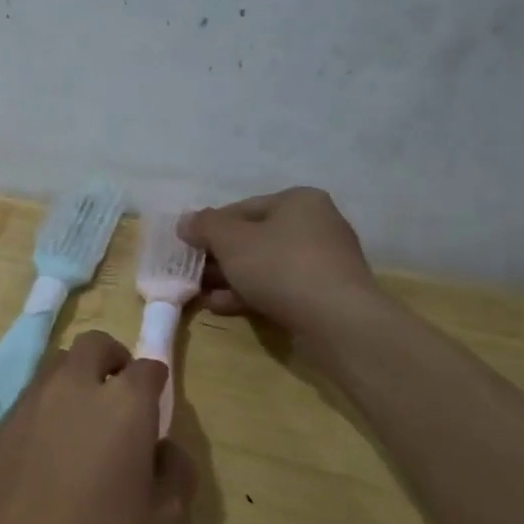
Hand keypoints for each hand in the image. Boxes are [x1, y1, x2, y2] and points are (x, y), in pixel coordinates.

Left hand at [0, 332, 196, 523]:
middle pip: (94, 345)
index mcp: (123, 404)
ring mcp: (31, 402)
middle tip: (121, 399)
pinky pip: (32, 395)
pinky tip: (52, 449)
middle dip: (112, 361)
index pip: (147, 367)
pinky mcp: (0, 425)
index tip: (157, 408)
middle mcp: (75, 388)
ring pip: (58, 364)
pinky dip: (48, 404)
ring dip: (77, 378)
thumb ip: (176, 474)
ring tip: (85, 424)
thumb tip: (163, 447)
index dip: (156, 384)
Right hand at [178, 187, 378, 332]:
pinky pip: (281, 288)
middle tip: (193, 273)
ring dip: (232, 279)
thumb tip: (185, 221)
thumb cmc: (280, 267)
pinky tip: (224, 307)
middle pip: (254, 238)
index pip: (242, 208)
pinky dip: (252, 294)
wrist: (338, 322)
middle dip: (220, 257)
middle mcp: (317, 224)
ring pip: (266, 265)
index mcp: (298, 201)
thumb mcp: (231, 240)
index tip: (189, 247)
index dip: (210, 227)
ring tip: (201, 294)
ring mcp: (325, 262)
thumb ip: (204, 226)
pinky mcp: (326, 294)